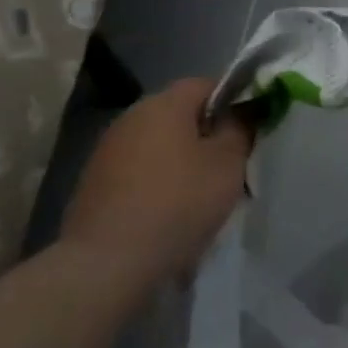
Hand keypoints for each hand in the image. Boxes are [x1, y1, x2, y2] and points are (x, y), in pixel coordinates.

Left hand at [62, 78, 252, 288]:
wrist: (108, 263)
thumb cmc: (179, 202)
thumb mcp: (228, 162)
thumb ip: (240, 128)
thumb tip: (243, 110)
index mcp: (163, 104)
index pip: (206, 84)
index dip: (234, 99)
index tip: (252, 126)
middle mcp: (131, 118)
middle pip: (181, 113)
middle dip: (209, 132)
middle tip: (234, 160)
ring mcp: (107, 151)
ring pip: (161, 143)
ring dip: (184, 158)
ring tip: (205, 190)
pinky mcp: (94, 184)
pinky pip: (141, 170)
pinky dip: (160, 180)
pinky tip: (173, 209)